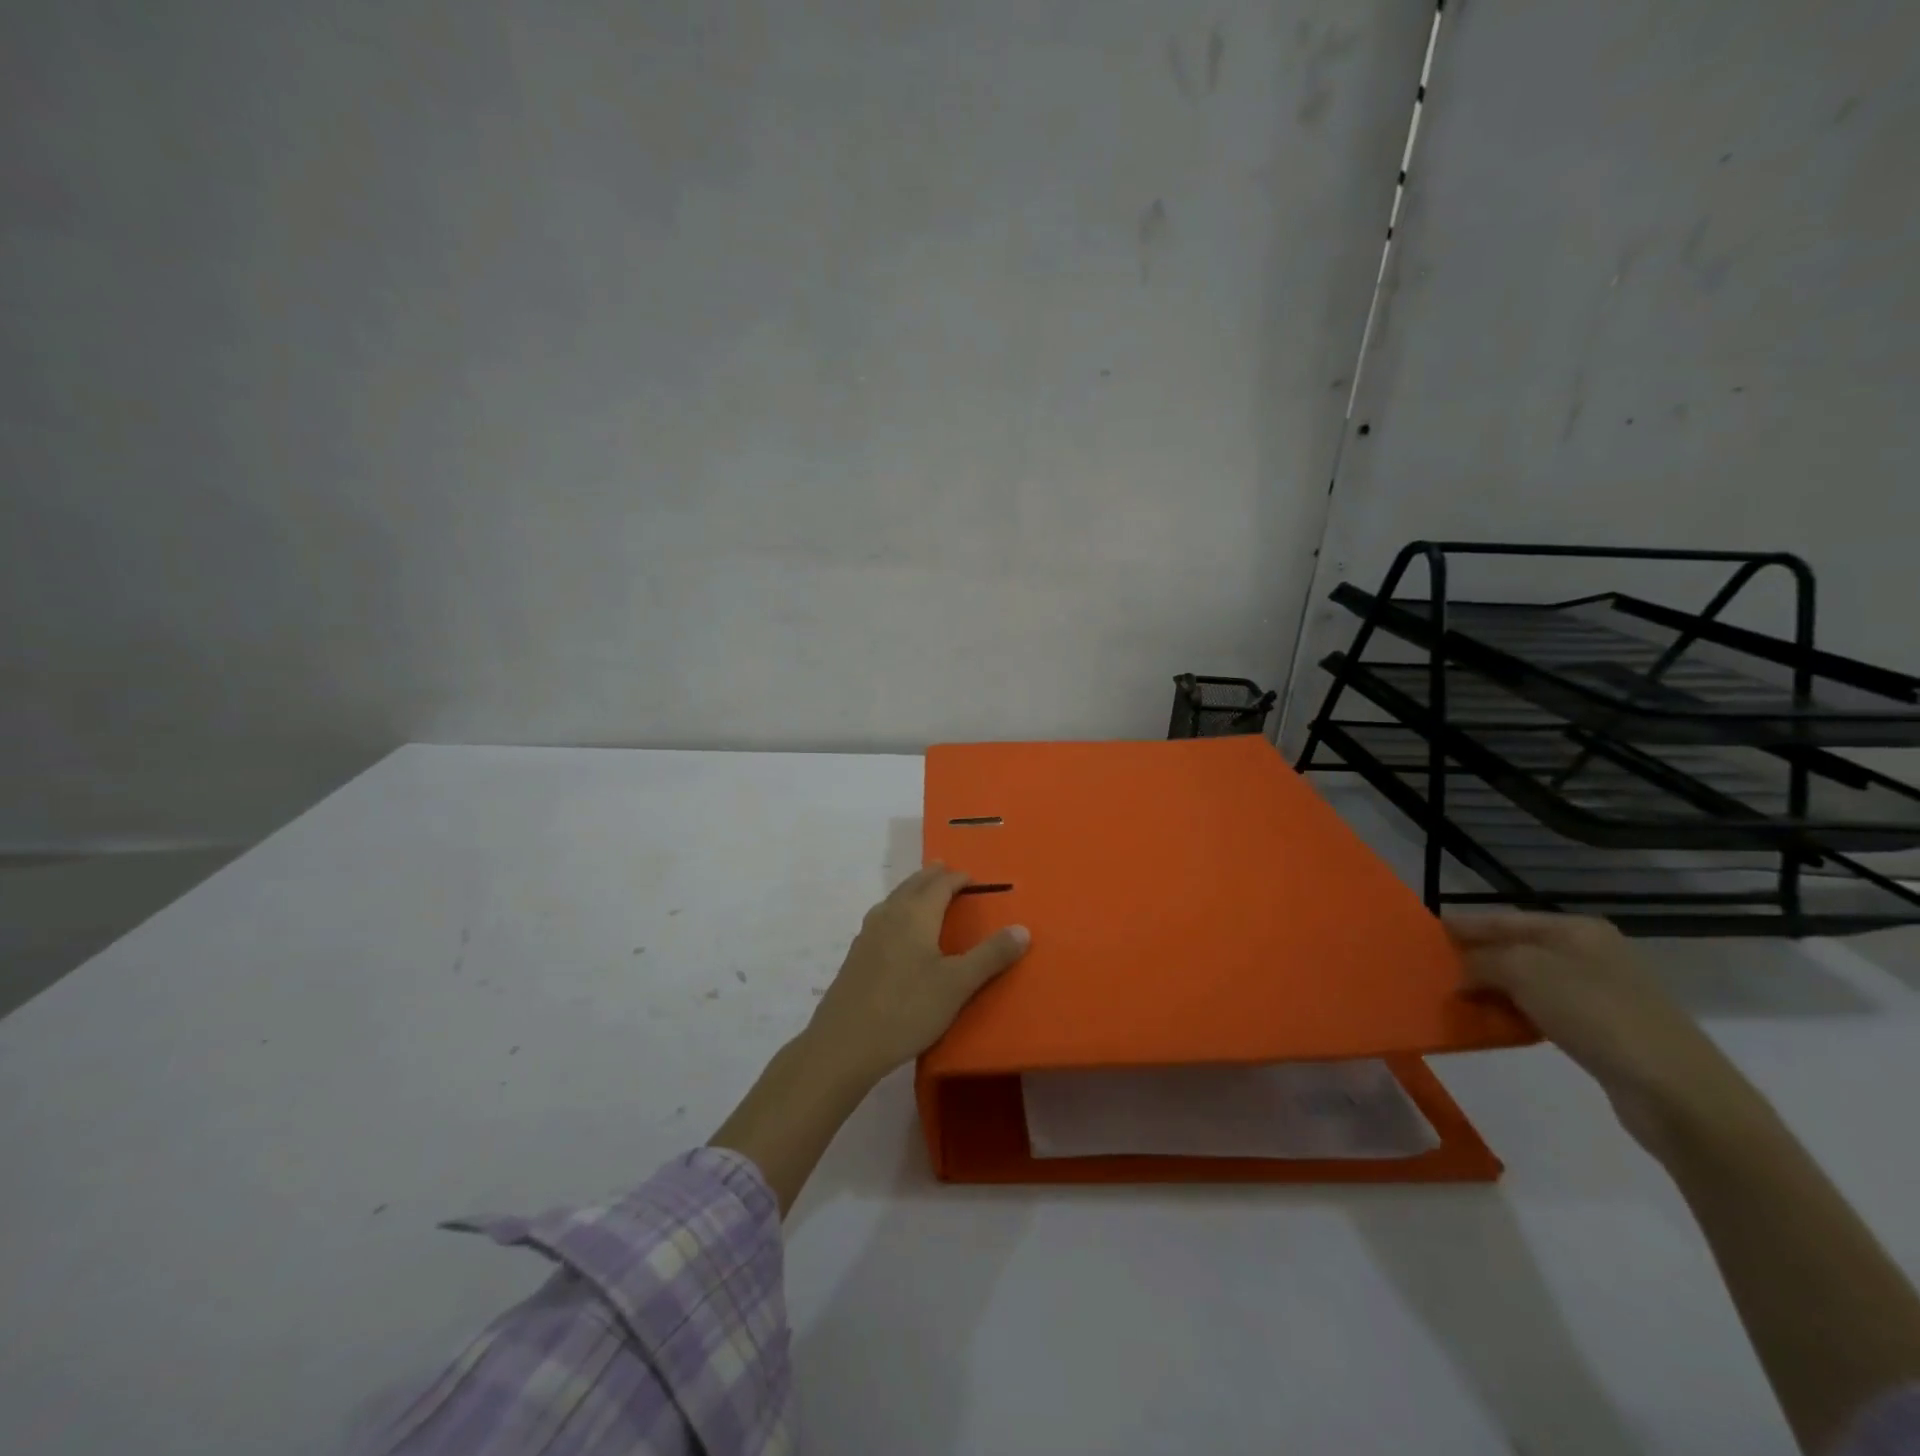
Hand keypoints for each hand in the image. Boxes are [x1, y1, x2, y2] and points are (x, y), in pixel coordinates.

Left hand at [805, 864, 1030, 1084]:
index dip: (958, 878)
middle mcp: (890, 914)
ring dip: (913, 891)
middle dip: (932, 876)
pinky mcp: (856, 955)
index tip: (973, 878)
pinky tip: (897, 931)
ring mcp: (868, 934)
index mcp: (916, 914)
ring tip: (924, 894)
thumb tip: (1022, 928)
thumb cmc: (907, 1009)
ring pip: (894, 899)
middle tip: (947, 872)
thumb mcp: (957, 985)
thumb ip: (990, 956)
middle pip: (913, 885)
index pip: (940, 884)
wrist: (845, 1043)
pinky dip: (898, 911)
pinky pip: (882, 918)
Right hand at [1447, 912, 1759, 1156]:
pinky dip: (1514, 1014)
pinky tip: (1492, 1026)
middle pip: (1514, 949)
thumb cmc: (1598, 1015)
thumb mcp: (1525, 972)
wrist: (1678, 1093)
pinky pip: (1543, 1011)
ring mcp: (1601, 992)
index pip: (1502, 919)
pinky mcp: (1605, 1030)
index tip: (1421, 936)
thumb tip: (1460, 973)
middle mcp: (1590, 953)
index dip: (1461, 926)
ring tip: (1453, 1000)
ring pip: (1527, 982)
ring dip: (1491, 989)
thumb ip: (1482, 961)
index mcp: (1576, 929)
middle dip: (1473, 959)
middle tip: (1431, 971)